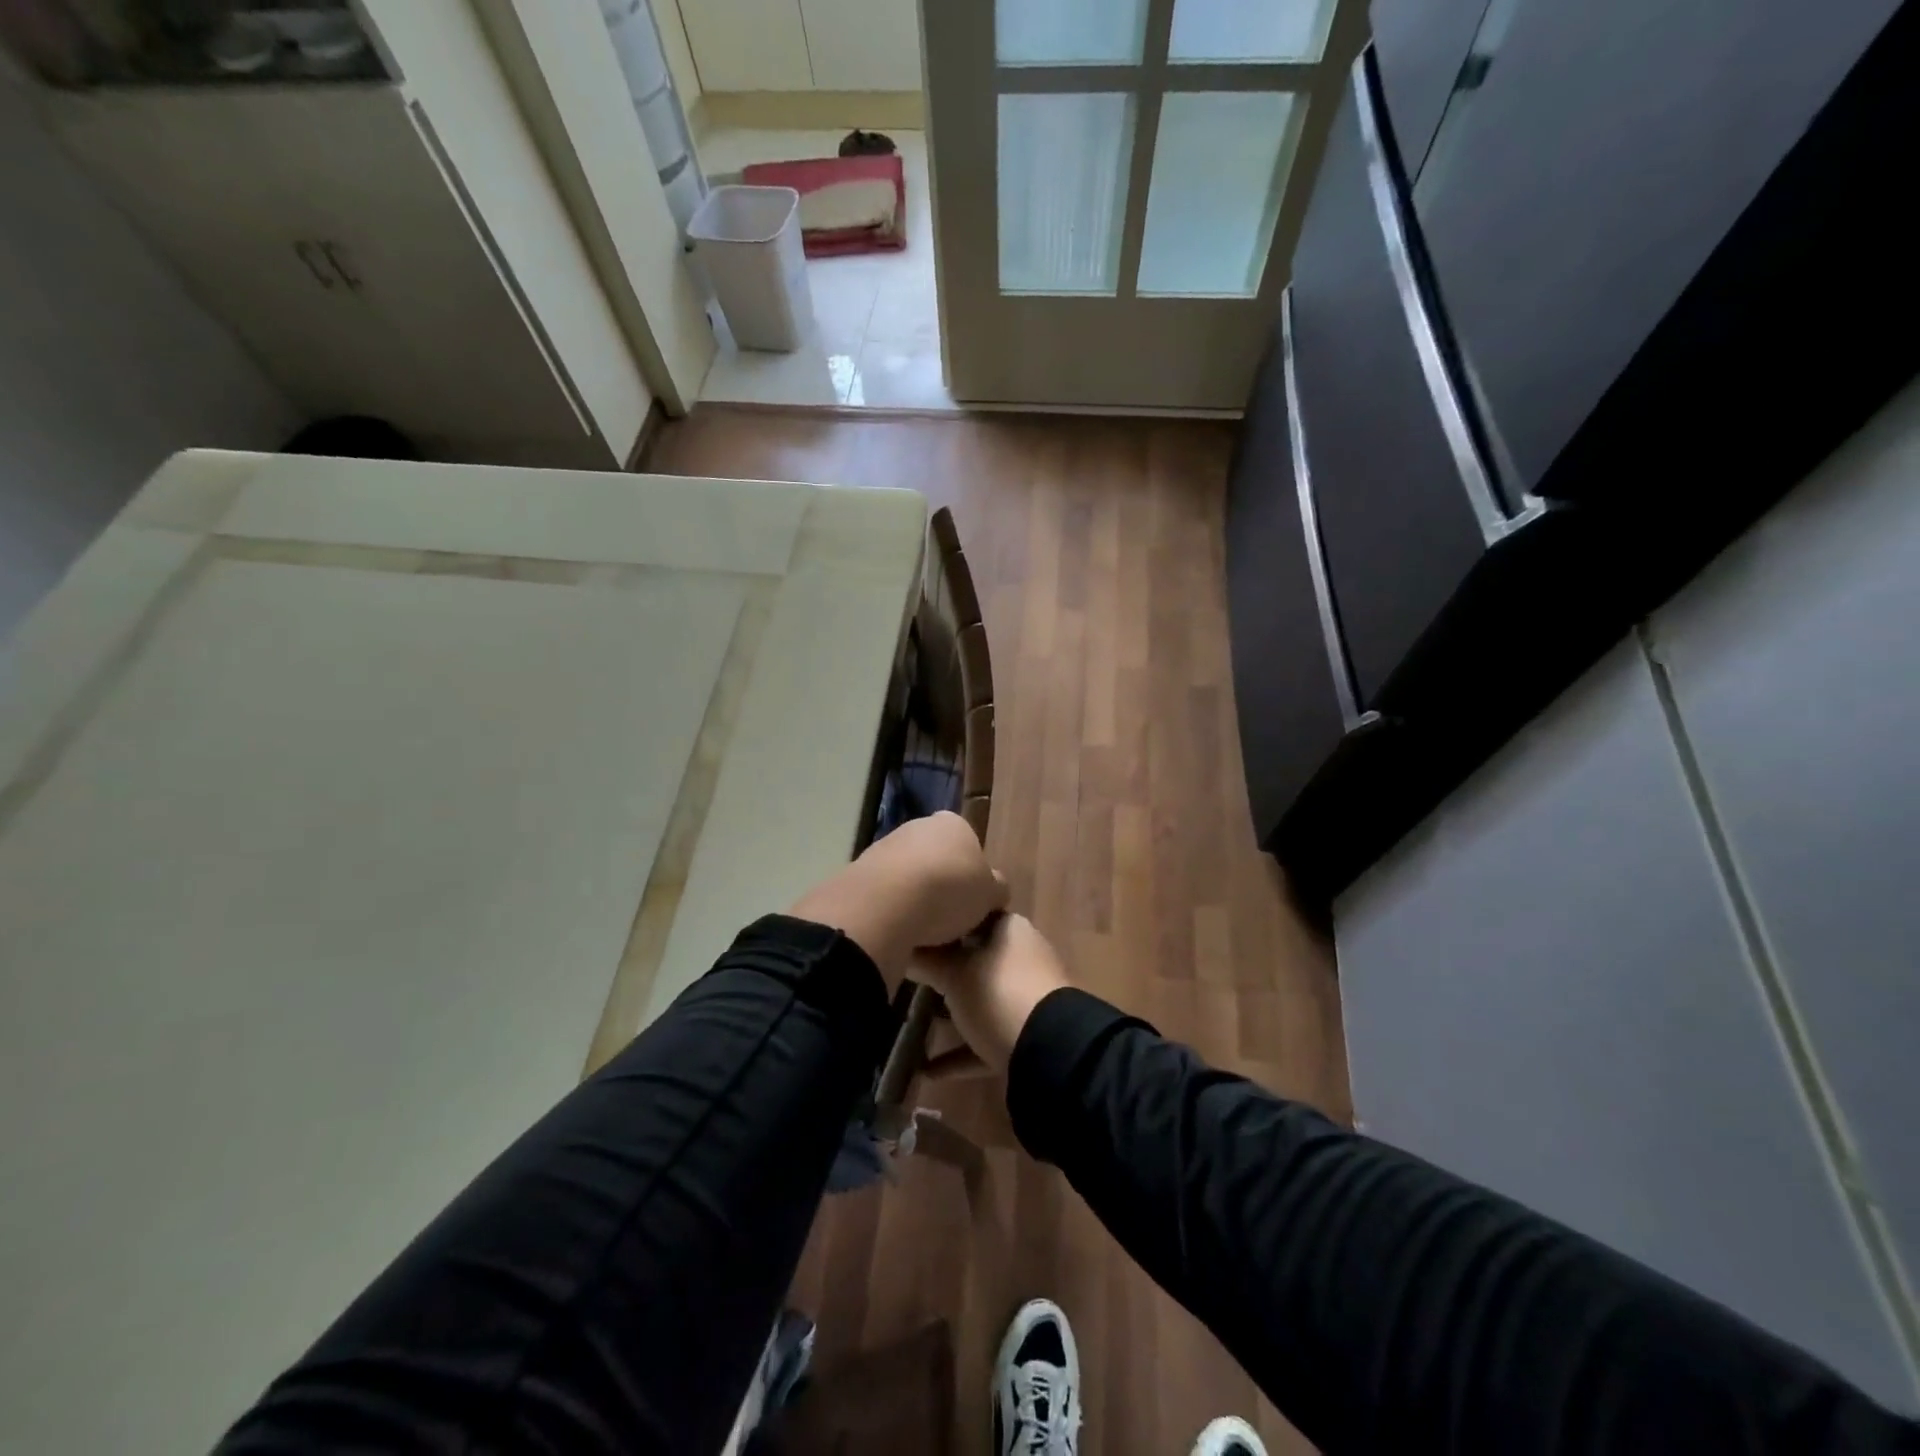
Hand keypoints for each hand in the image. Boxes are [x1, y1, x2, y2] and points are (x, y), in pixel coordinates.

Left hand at [788, 811, 1008, 984]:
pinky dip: (891, 908)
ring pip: (907, 874)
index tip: (972, 901)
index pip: (968, 843)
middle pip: (935, 857)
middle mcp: (917, 826)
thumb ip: (995, 889)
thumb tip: (995, 889)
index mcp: (953, 824)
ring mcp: (885, 845)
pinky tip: (896, 929)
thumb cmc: (949, 891)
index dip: (972, 873)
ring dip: (913, 897)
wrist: (886, 902)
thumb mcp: (989, 895)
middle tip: (949, 918)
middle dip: (940, 883)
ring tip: (922, 931)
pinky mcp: (859, 869)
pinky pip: (884, 892)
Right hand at [911, 913, 1070, 1072]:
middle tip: (907, 977)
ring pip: (981, 998)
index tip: (912, 933)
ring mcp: (1027, 996)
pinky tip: (927, 1070)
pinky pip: (987, 1036)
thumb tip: (899, 946)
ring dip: (951, 1013)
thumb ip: (925, 959)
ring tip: (912, 1023)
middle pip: (975, 957)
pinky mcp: (1026, 1034)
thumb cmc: (998, 993)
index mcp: (1009, 928)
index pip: (971, 912)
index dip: (942, 920)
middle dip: (943, 970)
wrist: (1050, 1051)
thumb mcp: (953, 973)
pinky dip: (961, 1052)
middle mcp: (1021, 956)